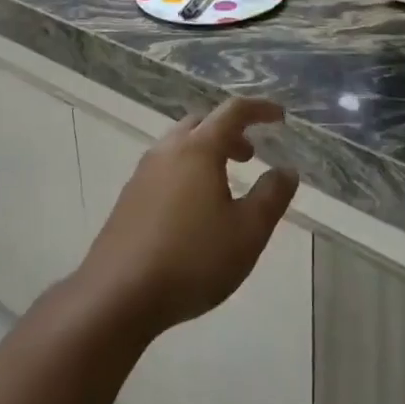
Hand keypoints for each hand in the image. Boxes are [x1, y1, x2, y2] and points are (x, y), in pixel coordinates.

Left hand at [74, 98, 298, 338]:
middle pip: (201, 123)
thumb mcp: (247, 232)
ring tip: (224, 184)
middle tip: (249, 156)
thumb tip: (286, 170)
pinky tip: (194, 209)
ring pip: (179, 145)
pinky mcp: (129, 198)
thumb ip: (271, 196)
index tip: (280, 116)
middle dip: (229, 132)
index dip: (259, 109)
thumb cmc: (192, 258)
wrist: (118, 294)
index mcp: (198, 149)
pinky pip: (164, 168)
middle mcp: (167, 151)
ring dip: (206, 152)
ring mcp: (143, 173)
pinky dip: (187, 171)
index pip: (233, 112)